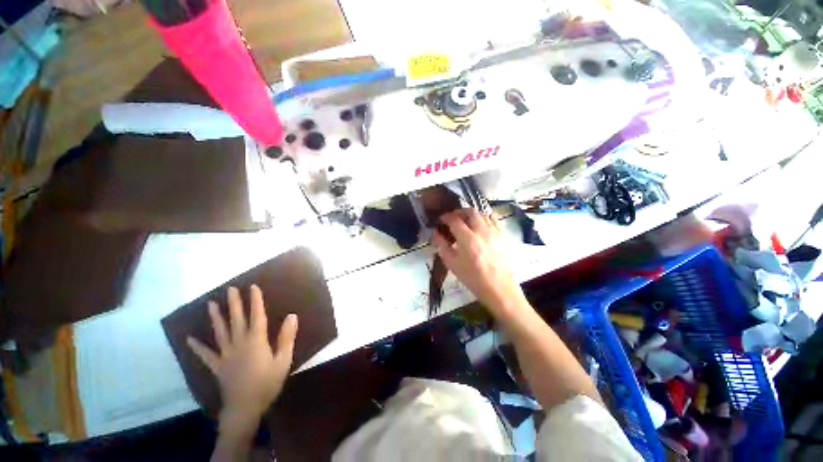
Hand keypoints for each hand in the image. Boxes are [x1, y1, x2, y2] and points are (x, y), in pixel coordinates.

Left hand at [187, 285, 297, 432]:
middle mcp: (239, 343)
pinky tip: (189, 339)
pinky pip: (206, 355)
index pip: (256, 316)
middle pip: (236, 319)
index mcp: (256, 341)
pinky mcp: (217, 366)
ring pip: (220, 332)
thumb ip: (287, 337)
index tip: (253, 287)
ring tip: (210, 304)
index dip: (255, 300)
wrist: (245, 408)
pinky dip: (197, 346)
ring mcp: (225, 354)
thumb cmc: (267, 383)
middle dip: (234, 303)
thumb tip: (292, 315)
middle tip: (230, 289)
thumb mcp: (283, 360)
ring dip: (216, 317)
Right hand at [432, 209, 527, 317]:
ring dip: (471, 214)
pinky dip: (484, 217)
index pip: (455, 220)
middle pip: (470, 212)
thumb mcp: (452, 264)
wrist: (498, 288)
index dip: (446, 217)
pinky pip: (493, 219)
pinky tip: (479, 224)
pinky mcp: (502, 235)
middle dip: (459, 212)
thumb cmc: (472, 278)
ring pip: (482, 214)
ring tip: (465, 222)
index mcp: (468, 239)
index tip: (441, 220)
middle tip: (453, 218)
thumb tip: (436, 234)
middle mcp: (482, 231)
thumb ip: (442, 246)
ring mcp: (494, 232)